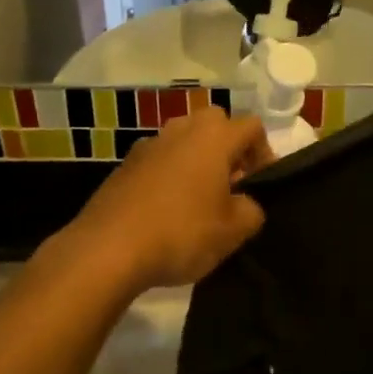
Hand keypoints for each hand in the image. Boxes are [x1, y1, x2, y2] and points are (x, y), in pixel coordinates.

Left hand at [61, 107, 274, 290]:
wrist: (108, 249)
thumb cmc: (181, 233)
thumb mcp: (233, 231)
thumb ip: (252, 210)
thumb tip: (246, 203)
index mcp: (213, 137)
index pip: (252, 126)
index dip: (265, 153)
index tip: (261, 185)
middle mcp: (180, 130)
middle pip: (215, 124)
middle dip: (229, 150)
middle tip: (232, 187)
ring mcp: (148, 145)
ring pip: (184, 141)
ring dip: (198, 161)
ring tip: (200, 201)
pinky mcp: (124, 166)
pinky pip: (159, 161)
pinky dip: (170, 175)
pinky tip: (167, 211)